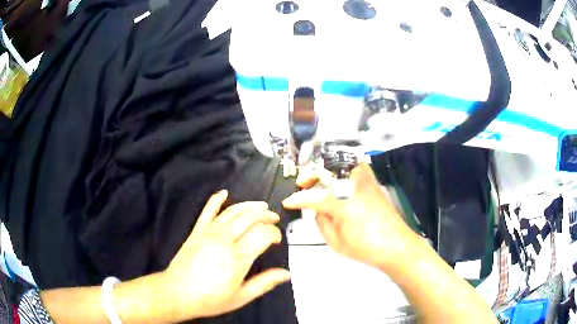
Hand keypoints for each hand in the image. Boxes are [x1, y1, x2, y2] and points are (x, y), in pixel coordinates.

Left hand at [162, 190, 290, 318]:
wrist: (177, 293)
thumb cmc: (210, 299)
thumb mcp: (241, 297)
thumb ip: (265, 283)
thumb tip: (285, 274)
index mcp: (237, 258)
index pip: (263, 234)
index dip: (274, 233)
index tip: (277, 240)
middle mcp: (224, 240)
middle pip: (250, 218)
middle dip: (266, 216)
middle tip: (274, 219)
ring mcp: (208, 233)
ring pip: (233, 211)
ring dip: (249, 206)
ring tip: (261, 206)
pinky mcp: (197, 231)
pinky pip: (208, 210)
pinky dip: (216, 199)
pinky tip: (224, 193)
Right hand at [283, 163, 421, 271]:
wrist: (398, 247)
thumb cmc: (367, 249)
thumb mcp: (337, 243)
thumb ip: (322, 223)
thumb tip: (317, 209)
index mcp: (346, 207)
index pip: (316, 198)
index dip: (299, 199)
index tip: (288, 202)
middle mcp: (357, 189)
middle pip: (331, 169)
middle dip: (312, 173)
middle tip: (303, 183)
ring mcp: (369, 184)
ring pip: (346, 163)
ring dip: (329, 167)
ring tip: (321, 178)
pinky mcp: (376, 185)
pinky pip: (358, 168)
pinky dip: (344, 169)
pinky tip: (340, 181)